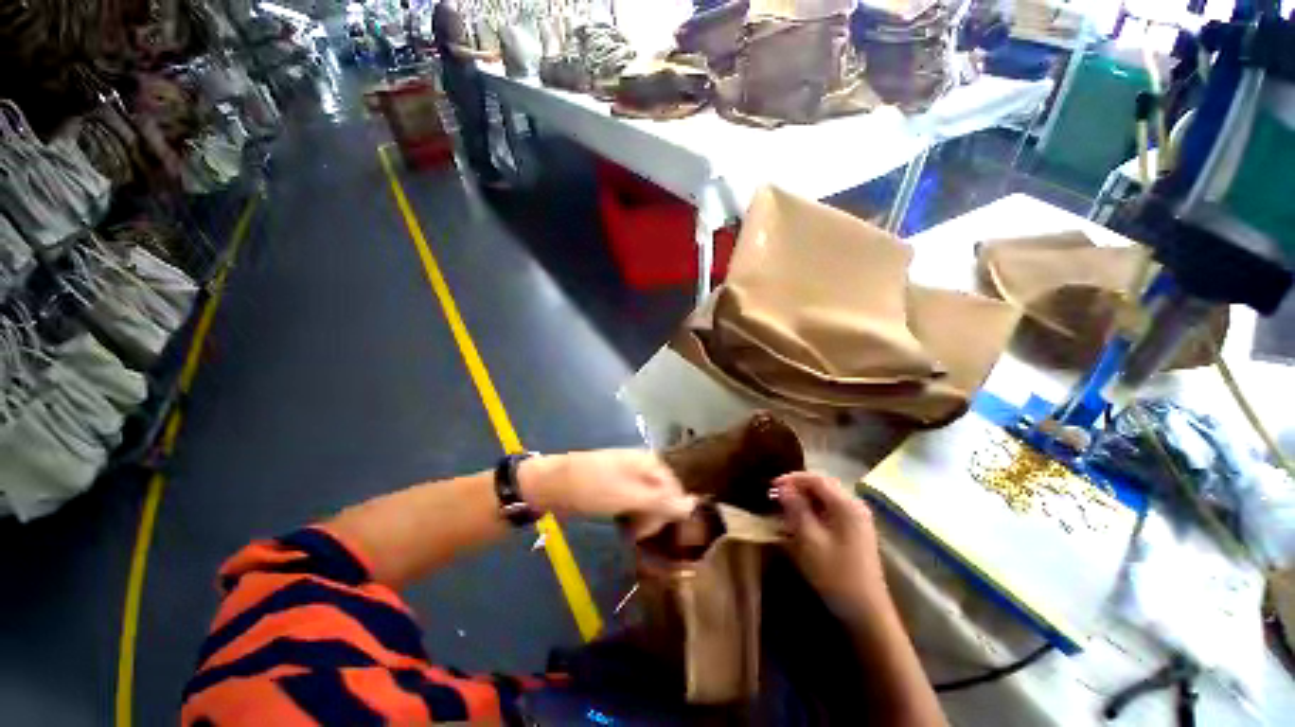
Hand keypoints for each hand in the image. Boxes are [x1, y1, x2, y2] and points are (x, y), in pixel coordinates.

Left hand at [519, 450, 695, 535]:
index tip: (655, 532)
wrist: (553, 484)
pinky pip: (635, 502)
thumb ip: (664, 500)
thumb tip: (694, 505)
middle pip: (664, 495)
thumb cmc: (594, 489)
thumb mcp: (631, 496)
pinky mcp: (617, 485)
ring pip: (649, 501)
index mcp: (650, 462)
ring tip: (628, 530)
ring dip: (642, 519)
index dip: (669, 513)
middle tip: (636, 533)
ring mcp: (630, 474)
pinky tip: (623, 523)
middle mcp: (644, 465)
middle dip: (654, 517)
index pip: (676, 490)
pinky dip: (632, 515)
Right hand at [775, 472, 888, 625]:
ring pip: (826, 498)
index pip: (815, 478)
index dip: (791, 479)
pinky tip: (801, 521)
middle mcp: (854, 505)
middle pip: (822, 486)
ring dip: (804, 499)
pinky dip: (814, 511)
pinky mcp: (856, 531)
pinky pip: (831, 510)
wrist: (867, 612)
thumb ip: (795, 508)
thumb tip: (782, 488)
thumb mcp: (809, 539)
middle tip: (776, 496)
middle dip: (797, 488)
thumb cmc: (835, 574)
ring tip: (785, 509)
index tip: (771, 486)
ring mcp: (858, 518)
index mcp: (846, 505)